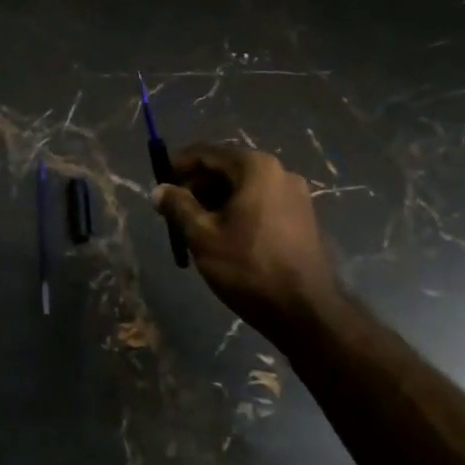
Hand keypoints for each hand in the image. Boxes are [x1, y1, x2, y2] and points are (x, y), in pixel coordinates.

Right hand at [152, 144, 339, 336]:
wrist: (305, 312)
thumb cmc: (248, 267)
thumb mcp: (202, 236)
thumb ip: (178, 206)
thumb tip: (159, 190)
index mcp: (256, 167)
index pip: (207, 153)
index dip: (179, 165)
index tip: (160, 183)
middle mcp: (280, 172)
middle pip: (228, 168)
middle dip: (198, 186)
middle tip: (174, 210)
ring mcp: (296, 195)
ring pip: (245, 188)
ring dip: (217, 200)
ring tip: (195, 227)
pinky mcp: (303, 218)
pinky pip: (262, 203)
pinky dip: (239, 211)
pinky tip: (224, 236)